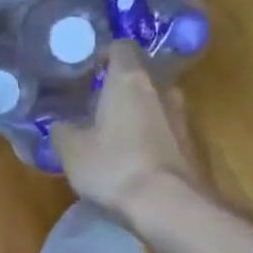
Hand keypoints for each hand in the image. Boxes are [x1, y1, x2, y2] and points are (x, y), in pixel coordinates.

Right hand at [54, 41, 207, 220]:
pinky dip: (151, 135)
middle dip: (120, 86)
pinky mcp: (192, 143)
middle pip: (141, 74)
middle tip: (97, 105)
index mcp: (130, 79)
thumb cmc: (115, 168)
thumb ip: (62, 132)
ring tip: (115, 134)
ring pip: (156, 102)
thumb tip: (60, 125)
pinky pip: (166, 129)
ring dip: (138, 112)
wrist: (170, 206)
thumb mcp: (73, 152)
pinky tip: (135, 157)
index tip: (88, 71)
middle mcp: (162, 88)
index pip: (121, 47)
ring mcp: (182, 115)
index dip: (104, 55)